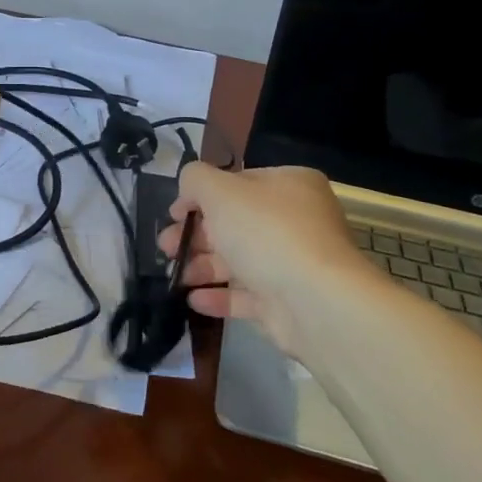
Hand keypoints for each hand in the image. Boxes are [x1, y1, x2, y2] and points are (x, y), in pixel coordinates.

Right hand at [158, 163, 371, 360]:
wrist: (315, 301)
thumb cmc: (266, 232)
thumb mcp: (220, 191)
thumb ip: (196, 180)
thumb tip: (188, 188)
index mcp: (288, 185)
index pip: (237, 183)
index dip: (200, 196)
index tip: (173, 213)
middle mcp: (295, 220)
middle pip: (234, 224)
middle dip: (195, 236)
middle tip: (166, 247)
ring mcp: (293, 263)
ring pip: (238, 260)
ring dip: (201, 266)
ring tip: (175, 277)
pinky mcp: (287, 302)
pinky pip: (247, 295)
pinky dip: (219, 297)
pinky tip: (192, 299)